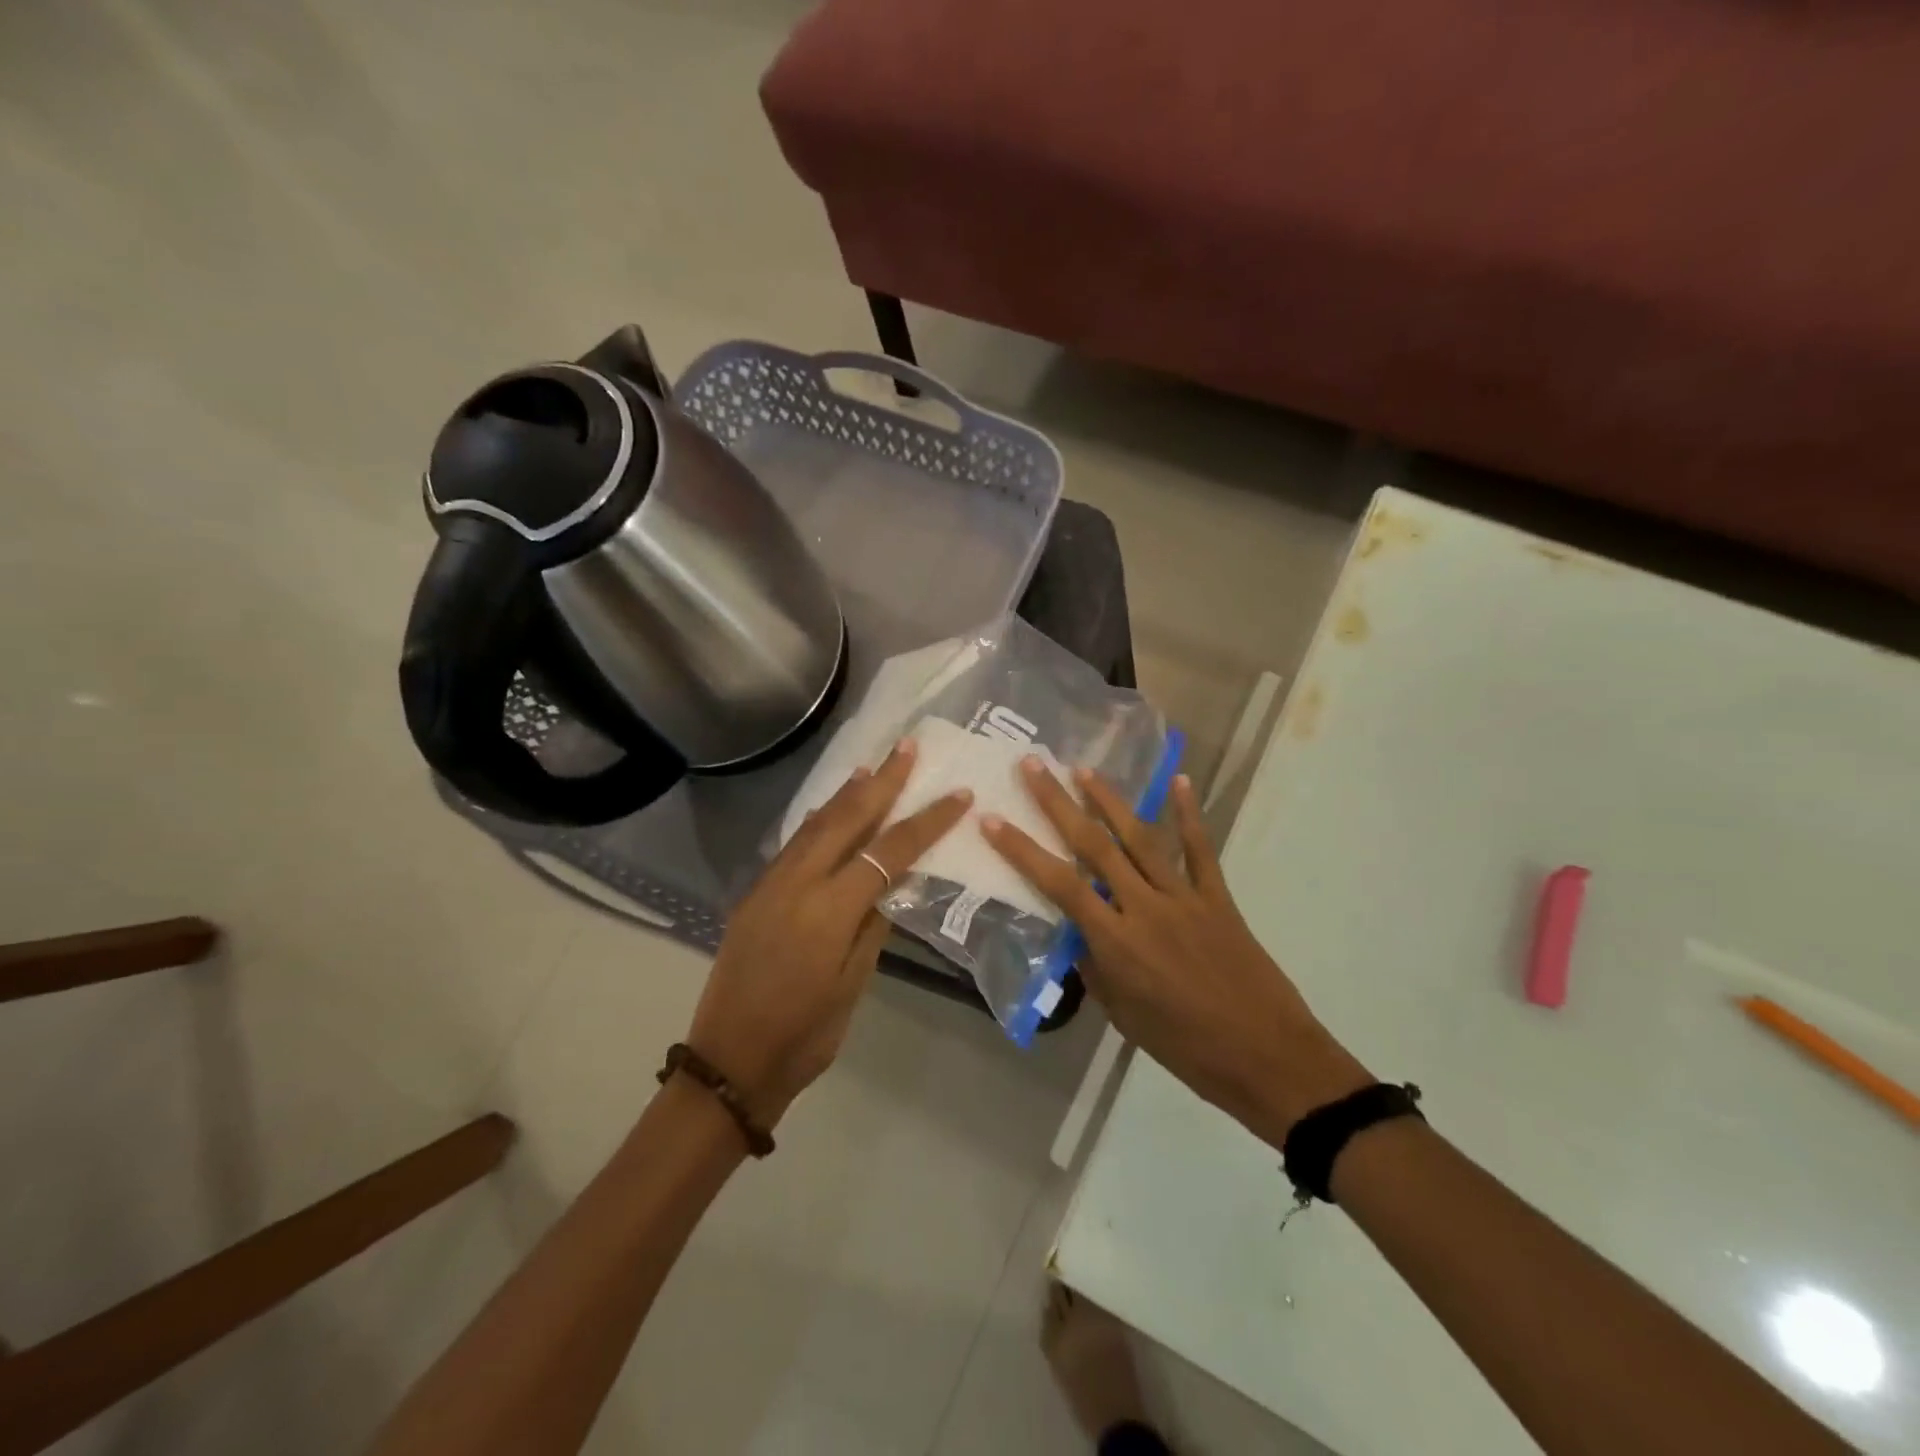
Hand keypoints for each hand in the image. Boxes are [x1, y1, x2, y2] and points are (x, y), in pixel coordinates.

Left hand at [686, 739, 969, 1125]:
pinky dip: (818, 820)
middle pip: (846, 819)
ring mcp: (769, 885)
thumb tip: (893, 882)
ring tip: (872, 767)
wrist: (730, 1062)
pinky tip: (830, 811)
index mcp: (828, 910)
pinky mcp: (754, 894)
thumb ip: (874, 925)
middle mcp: (796, 883)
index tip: (956, 796)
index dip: (926, 822)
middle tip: (907, 748)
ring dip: (846, 794)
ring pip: (814, 824)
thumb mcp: (853, 984)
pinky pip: (793, 844)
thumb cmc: (804, 1035)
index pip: (888, 852)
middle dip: (882, 782)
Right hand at [982, 762, 1371, 1146]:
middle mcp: (1145, 907)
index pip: (1058, 884)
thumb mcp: (1124, 1016)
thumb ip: (1095, 967)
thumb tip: (1079, 933)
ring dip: (1109, 800)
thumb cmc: (1186, 1048)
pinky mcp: (1217, 897)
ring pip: (1140, 838)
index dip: (1022, 849)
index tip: (993, 819)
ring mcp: (1184, 897)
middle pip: (1094, 846)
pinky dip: (1189, 814)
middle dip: (1058, 803)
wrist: (1266, 1057)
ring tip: (1084, 769)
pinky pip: (1200, 850)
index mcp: (1116, 942)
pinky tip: (1179, 781)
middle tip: (1034, 765)